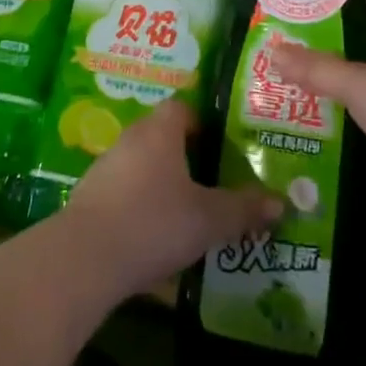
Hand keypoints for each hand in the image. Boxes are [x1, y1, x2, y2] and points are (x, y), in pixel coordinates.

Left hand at [60, 100, 283, 299]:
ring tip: (186, 212)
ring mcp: (105, 167)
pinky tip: (154, 234)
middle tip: (211, 181)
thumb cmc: (155, 222)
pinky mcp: (90, 197)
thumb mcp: (209, 219)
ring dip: (161, 182)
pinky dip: (140, 205)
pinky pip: (123, 191)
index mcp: (160, 131)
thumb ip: (243, 209)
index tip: (220, 147)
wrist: (85, 258)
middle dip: (186, 156)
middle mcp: (131, 139)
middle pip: (162, 135)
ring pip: (141, 164)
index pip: (181, 107)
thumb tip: (281, 203)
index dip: (202, 122)